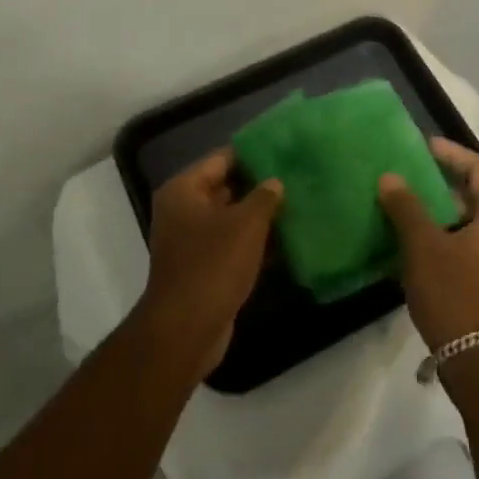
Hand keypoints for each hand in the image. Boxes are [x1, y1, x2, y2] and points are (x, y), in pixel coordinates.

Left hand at [138, 150, 282, 376]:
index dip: (253, 153)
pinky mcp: (203, 267)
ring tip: (296, 204)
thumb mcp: (246, 224)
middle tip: (296, 176)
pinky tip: (284, 240)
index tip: (284, 148)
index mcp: (184, 191)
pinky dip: (253, 242)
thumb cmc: (213, 265)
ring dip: (258, 215)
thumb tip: (275, 182)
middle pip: (225, 187)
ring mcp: (190, 241)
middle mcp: (182, 210)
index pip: (222, 158)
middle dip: (258, 184)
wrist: (186, 330)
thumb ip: (264, 196)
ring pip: (231, 218)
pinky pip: (231, 244)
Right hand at [379, 137, 478, 352]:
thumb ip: (406, 208)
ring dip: (442, 210)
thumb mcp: (424, 247)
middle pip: (477, 195)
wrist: (478, 361)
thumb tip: (390, 177)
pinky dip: (444, 234)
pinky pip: (467, 244)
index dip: (454, 154)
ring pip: (470, 222)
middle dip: (445, 182)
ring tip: (409, 204)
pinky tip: (416, 242)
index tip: (426, 146)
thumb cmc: (454, 294)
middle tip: (414, 173)